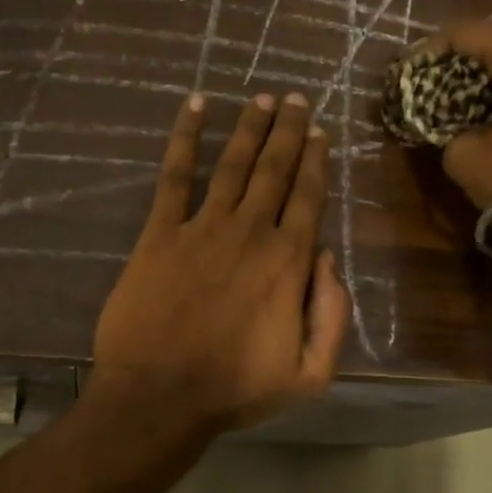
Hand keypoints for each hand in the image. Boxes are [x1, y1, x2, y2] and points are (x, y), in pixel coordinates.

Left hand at [90, 91, 350, 435]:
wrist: (159, 396)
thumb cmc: (234, 389)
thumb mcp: (309, 374)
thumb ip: (332, 315)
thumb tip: (328, 259)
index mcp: (288, 262)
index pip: (308, 198)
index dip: (315, 161)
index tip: (319, 132)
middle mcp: (251, 232)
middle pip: (274, 170)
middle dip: (288, 130)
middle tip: (295, 98)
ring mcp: (203, 228)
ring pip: (233, 164)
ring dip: (249, 126)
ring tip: (261, 96)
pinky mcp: (160, 233)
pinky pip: (174, 175)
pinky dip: (184, 138)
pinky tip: (195, 106)